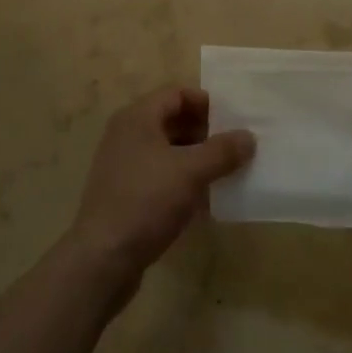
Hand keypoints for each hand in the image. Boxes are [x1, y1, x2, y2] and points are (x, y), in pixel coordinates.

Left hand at [66, 87, 255, 287]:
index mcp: (137, 117)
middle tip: (232, 147)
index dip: (206, 103)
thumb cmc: (147, 201)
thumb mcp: (191, 172)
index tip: (232, 120)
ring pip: (166, 150)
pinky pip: (158, 174)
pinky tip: (201, 199)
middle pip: (171, 120)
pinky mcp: (123, 193)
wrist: (102, 258)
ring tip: (223, 173)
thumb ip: (222, 151)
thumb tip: (249, 136)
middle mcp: (126, 134)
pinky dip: (180, 179)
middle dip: (203, 131)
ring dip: (194, 157)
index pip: (176, 93)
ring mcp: (122, 164)